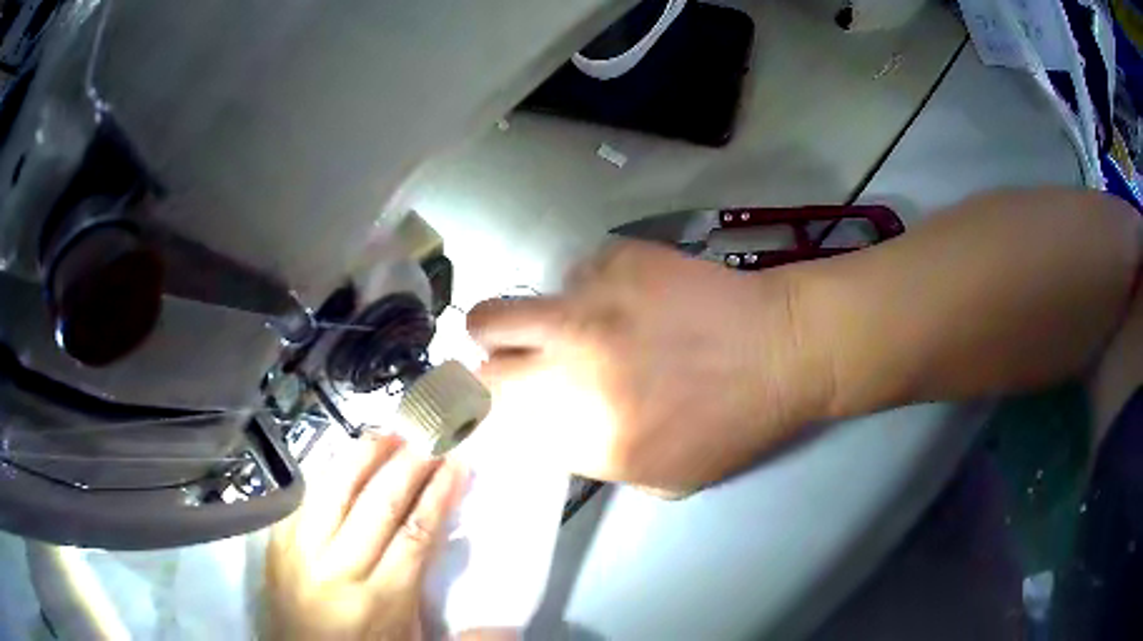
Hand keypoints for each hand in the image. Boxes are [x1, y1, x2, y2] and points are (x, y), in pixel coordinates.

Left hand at [262, 434, 464, 639]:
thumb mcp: (411, 638)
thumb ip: (452, 622)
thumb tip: (509, 620)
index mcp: (380, 600)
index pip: (415, 533)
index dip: (440, 493)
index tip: (456, 463)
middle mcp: (337, 570)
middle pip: (377, 504)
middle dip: (408, 466)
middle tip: (426, 438)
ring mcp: (300, 552)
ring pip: (334, 490)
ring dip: (363, 457)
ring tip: (387, 435)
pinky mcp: (277, 544)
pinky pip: (305, 497)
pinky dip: (328, 472)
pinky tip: (343, 456)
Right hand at [467, 241, 829, 492]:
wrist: (782, 350)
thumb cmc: (733, 423)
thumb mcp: (661, 477)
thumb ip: (592, 458)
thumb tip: (548, 427)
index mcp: (582, 434)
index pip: (496, 425)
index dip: (492, 417)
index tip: (503, 408)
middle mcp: (569, 369)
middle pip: (481, 369)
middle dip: (492, 374)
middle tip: (521, 368)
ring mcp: (586, 306)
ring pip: (495, 314)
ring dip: (516, 328)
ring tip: (558, 327)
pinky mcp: (613, 260)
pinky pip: (569, 276)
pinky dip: (585, 291)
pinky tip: (626, 298)